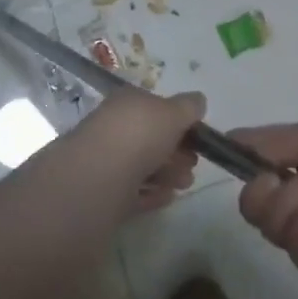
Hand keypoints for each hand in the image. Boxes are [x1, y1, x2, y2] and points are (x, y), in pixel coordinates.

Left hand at [74, 90, 204, 215]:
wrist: (99, 176)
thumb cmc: (140, 135)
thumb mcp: (174, 112)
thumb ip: (189, 107)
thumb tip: (198, 101)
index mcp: (127, 101)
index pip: (155, 106)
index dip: (178, 121)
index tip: (198, 138)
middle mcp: (114, 126)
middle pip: (150, 138)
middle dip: (176, 151)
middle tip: (193, 165)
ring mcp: (106, 159)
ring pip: (143, 165)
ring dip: (168, 173)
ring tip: (184, 184)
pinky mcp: (103, 190)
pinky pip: (133, 190)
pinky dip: (152, 193)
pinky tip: (167, 197)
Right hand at [235, 113, 297, 286]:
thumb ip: (276, 140)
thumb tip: (232, 136)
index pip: (257, 159)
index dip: (240, 160)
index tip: (227, 158)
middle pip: (254, 201)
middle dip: (264, 192)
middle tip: (289, 180)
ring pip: (271, 228)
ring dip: (291, 209)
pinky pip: (297, 254)